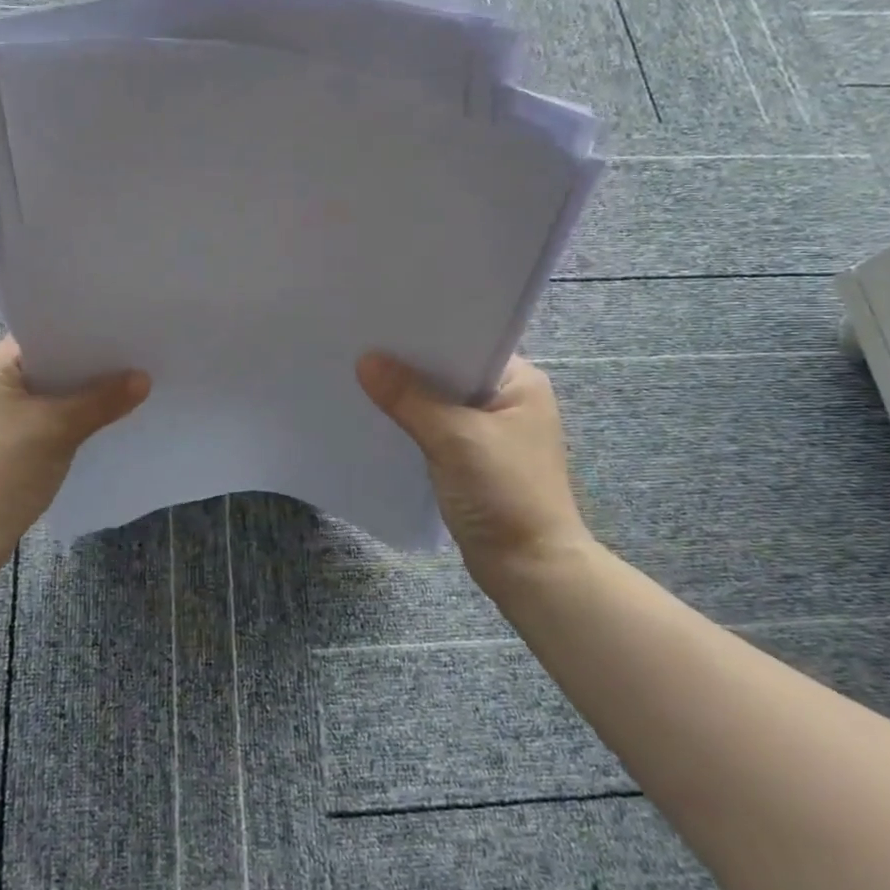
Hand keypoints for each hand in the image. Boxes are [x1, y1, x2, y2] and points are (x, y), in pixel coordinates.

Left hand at [0, 338, 149, 580]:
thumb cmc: (0, 470)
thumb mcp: (56, 429)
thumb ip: (101, 401)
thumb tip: (144, 378)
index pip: (45, 334)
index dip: (84, 331)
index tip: (126, 329)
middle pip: (53, 366)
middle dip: (92, 366)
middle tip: (140, 356)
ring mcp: (2, 419)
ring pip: (55, 397)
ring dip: (86, 396)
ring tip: (135, 386)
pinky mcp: (12, 448)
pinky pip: (52, 423)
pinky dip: (77, 421)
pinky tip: (109, 423)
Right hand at [357, 353, 597, 597]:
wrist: (528, 569)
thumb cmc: (504, 493)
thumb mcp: (454, 437)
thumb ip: (409, 398)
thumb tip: (366, 360)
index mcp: (520, 382)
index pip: (467, 342)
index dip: (426, 333)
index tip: (382, 321)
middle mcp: (508, 400)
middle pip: (449, 372)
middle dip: (410, 364)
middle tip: (360, 344)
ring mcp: (490, 432)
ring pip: (440, 402)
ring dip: (408, 396)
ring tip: (360, 374)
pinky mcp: (472, 459)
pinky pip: (435, 429)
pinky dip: (412, 424)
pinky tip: (378, 416)